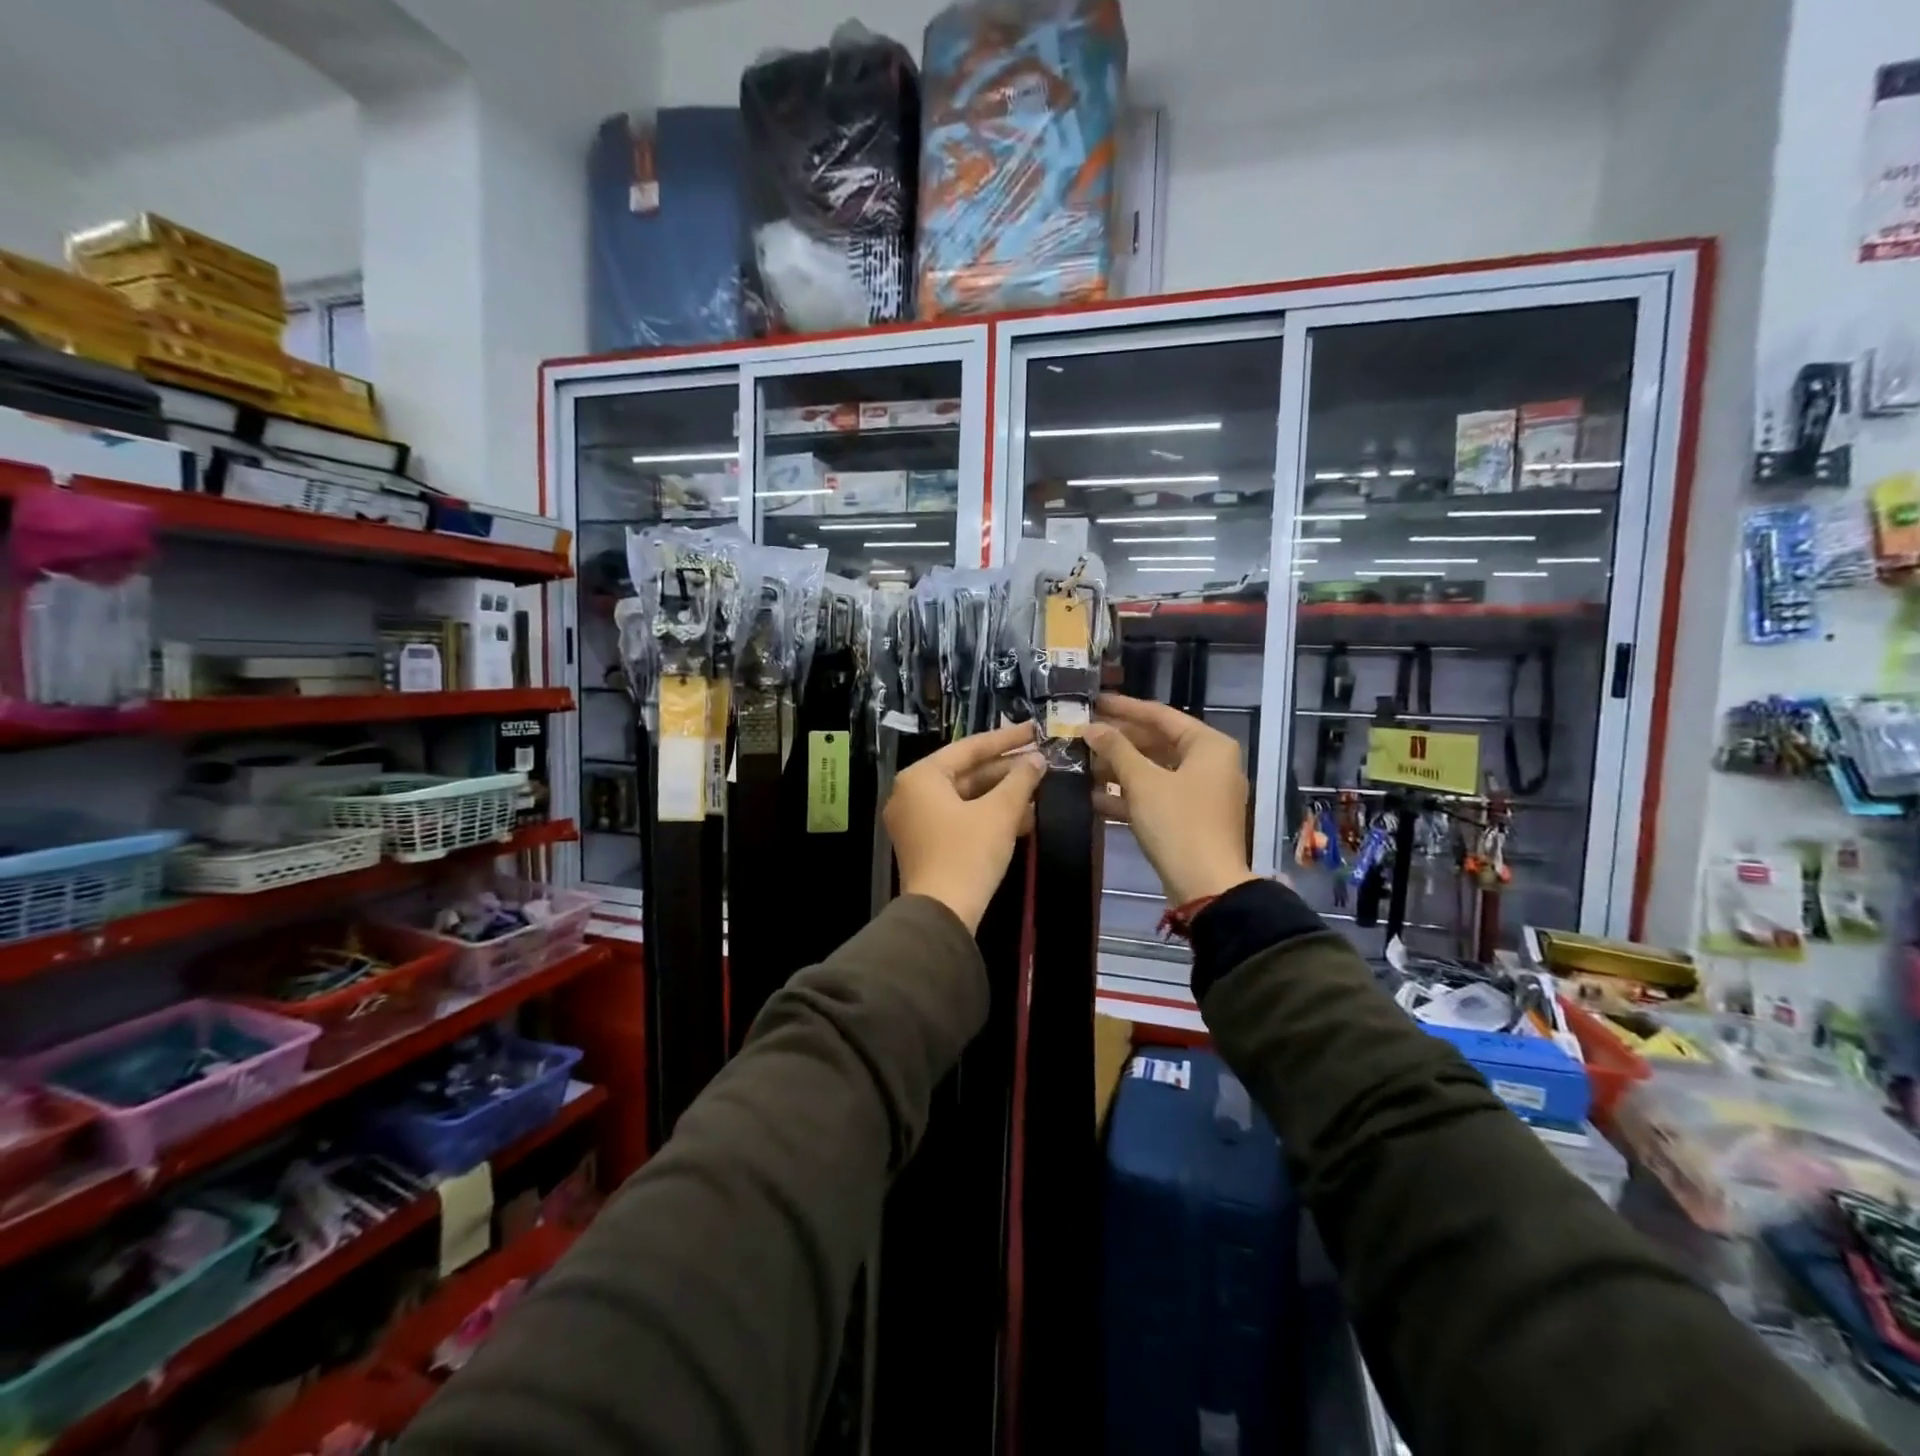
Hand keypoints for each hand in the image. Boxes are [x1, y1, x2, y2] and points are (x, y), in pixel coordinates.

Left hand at [886, 723, 1045, 931]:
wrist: (942, 915)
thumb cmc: (967, 854)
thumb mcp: (999, 813)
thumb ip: (1020, 780)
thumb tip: (1037, 759)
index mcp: (921, 777)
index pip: (969, 748)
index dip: (1006, 739)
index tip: (1034, 730)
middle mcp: (912, 793)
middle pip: (966, 772)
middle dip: (1006, 770)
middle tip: (1041, 762)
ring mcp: (916, 821)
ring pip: (966, 797)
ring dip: (1002, 795)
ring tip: (1039, 789)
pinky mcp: (926, 844)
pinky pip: (960, 818)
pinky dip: (989, 816)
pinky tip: (1023, 817)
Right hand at [1085, 695, 1256, 906]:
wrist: (1206, 886)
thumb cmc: (1178, 822)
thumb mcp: (1143, 781)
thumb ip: (1116, 749)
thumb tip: (1091, 727)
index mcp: (1208, 745)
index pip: (1161, 715)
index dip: (1125, 708)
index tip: (1094, 701)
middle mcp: (1210, 763)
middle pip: (1157, 742)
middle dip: (1118, 741)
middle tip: (1083, 734)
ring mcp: (1201, 793)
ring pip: (1154, 771)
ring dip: (1119, 769)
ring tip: (1082, 764)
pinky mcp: (1189, 818)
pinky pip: (1156, 796)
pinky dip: (1128, 795)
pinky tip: (1093, 798)